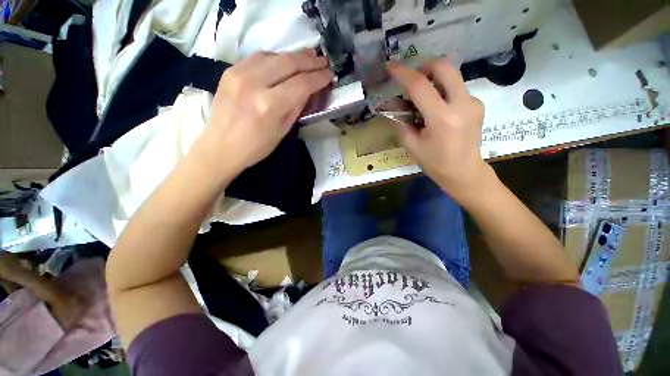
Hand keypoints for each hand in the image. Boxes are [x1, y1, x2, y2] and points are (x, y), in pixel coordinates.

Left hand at [192, 50, 332, 184]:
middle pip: (288, 63)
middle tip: (323, 61)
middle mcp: (254, 83)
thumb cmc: (256, 147)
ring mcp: (239, 73)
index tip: (329, 75)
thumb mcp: (283, 131)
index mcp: (269, 105)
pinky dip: (276, 58)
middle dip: (310, 61)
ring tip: (309, 57)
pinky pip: (258, 57)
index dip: (318, 78)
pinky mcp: (230, 70)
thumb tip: (310, 90)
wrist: (221, 147)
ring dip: (294, 56)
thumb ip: (297, 107)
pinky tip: (285, 62)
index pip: (301, 84)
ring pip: (274, 55)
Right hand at [386, 59, 489, 198]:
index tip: (391, 67)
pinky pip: (456, 88)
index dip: (403, 73)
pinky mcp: (477, 104)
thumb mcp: (412, 145)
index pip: (420, 86)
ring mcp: (473, 102)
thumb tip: (393, 106)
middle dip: (424, 67)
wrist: (464, 172)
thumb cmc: (435, 163)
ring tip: (422, 99)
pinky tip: (437, 108)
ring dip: (433, 80)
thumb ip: (401, 122)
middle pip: (444, 66)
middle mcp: (461, 104)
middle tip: (412, 80)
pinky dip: (442, 91)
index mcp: (442, 118)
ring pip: (451, 76)